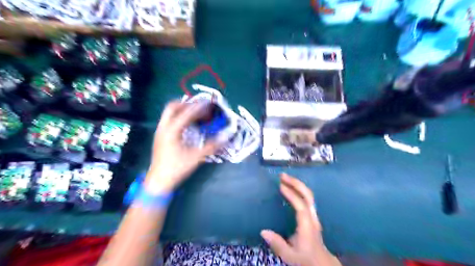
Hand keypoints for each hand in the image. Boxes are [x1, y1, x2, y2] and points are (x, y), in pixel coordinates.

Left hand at [144, 101, 219, 193]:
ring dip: (182, 110)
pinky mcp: (160, 137)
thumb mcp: (196, 157)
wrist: (159, 181)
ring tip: (195, 114)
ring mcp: (160, 132)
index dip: (198, 107)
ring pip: (169, 113)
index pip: (187, 113)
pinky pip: (169, 120)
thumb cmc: (177, 168)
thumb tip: (225, 137)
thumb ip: (211, 146)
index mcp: (172, 131)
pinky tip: (187, 125)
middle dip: (186, 104)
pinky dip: (178, 117)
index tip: (208, 103)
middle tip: (199, 107)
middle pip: (172, 107)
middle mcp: (164, 128)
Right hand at [259, 174, 340, 264]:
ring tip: (285, 178)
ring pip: (309, 195)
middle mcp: (312, 217)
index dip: (292, 195)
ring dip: (297, 184)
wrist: (320, 261)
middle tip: (282, 176)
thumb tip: (263, 231)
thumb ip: (277, 244)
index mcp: (307, 225)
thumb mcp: (289, 255)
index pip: (301, 206)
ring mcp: (313, 215)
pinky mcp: (312, 214)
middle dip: (296, 183)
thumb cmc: (304, 257)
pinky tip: (290, 186)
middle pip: (308, 196)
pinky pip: (307, 197)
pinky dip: (299, 189)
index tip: (281, 185)